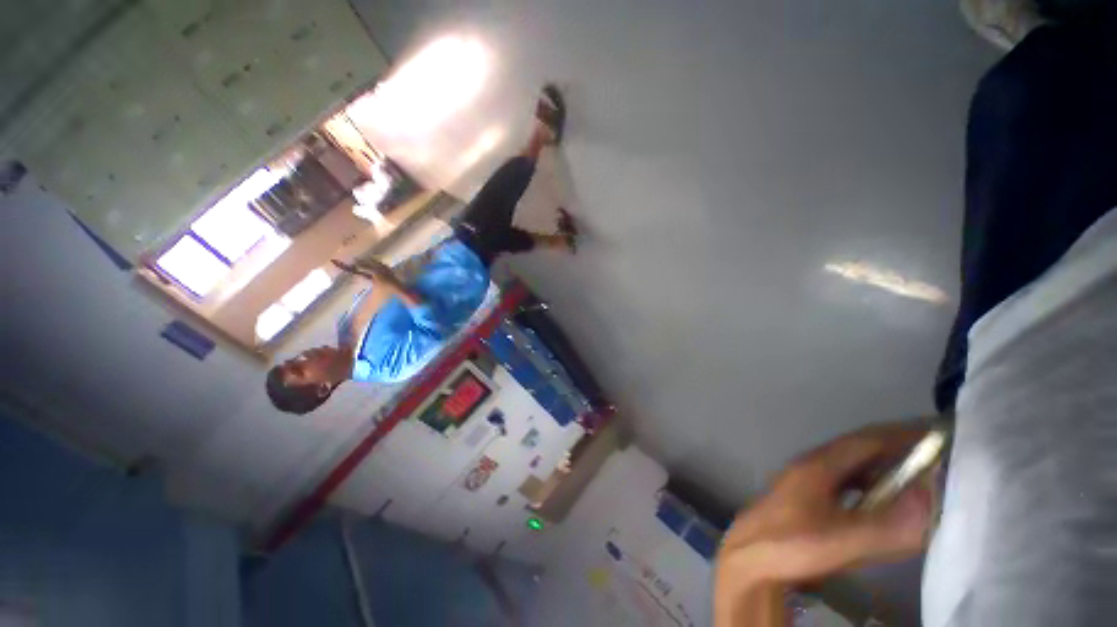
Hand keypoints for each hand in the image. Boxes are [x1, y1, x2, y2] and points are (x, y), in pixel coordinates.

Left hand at [714, 423, 934, 625]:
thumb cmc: (791, 546)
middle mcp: (811, 465)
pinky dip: (868, 486)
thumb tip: (933, 501)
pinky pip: (843, 483)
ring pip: (850, 466)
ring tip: (917, 482)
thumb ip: (889, 526)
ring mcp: (805, 480)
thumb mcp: (843, 541)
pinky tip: (881, 504)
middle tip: (936, 461)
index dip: (902, 437)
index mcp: (818, 465)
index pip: (866, 440)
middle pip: (858, 450)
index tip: (938, 440)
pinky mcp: (804, 497)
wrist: (748, 557)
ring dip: (882, 469)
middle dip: (896, 451)